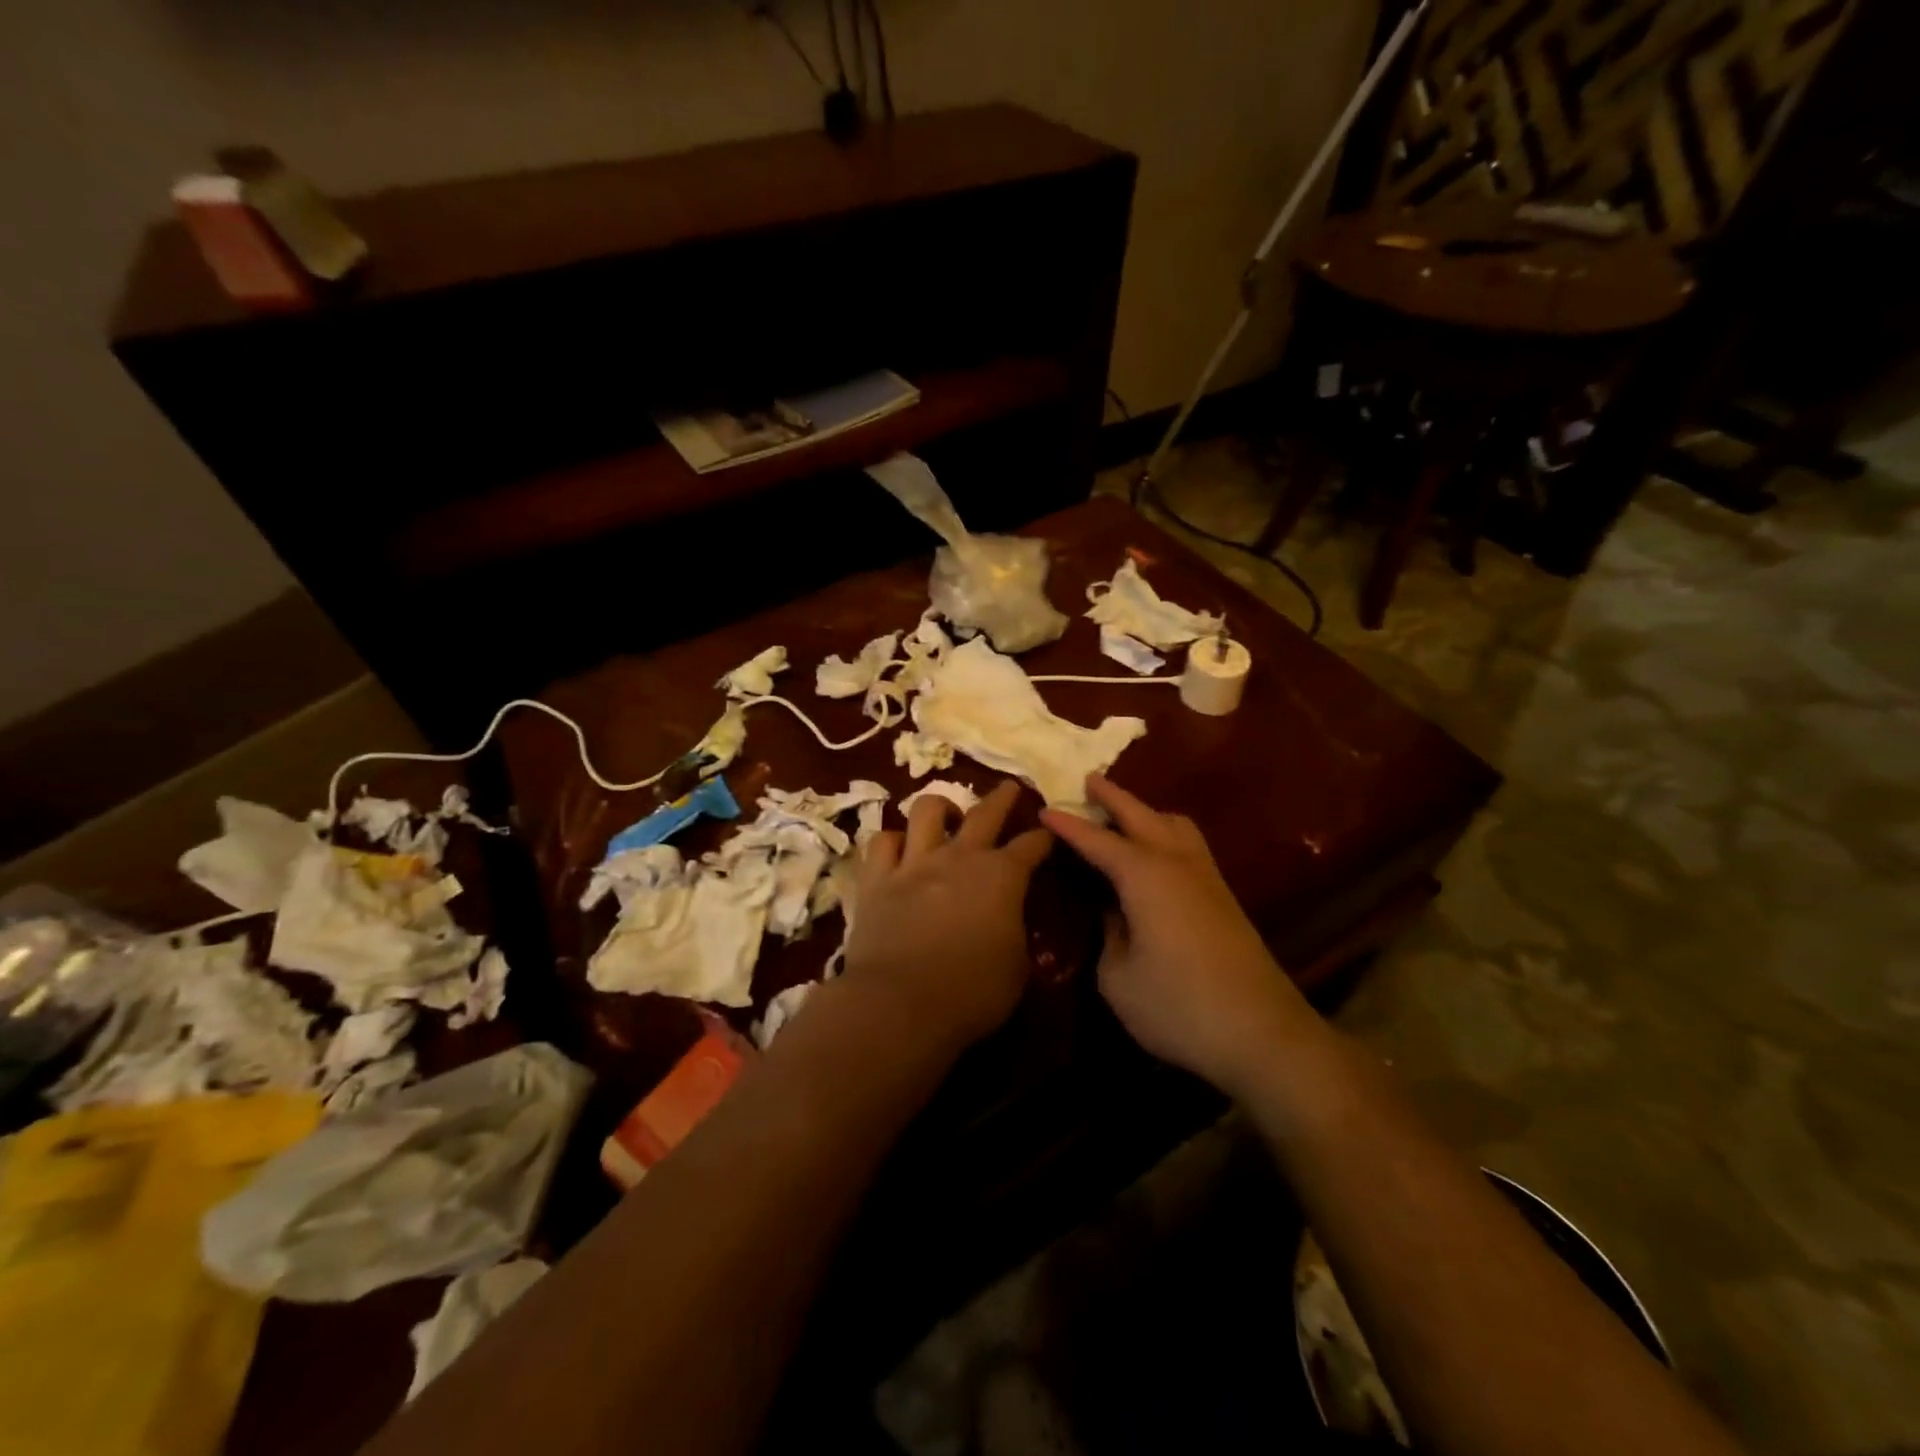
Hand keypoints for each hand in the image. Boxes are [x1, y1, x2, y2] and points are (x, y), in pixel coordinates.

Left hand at [846, 781, 1053, 1051]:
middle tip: (1010, 787)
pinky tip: (898, 848)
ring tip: (946, 813)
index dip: (1044, 838)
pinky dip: (892, 841)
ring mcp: (915, 863)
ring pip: (927, 811)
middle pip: (985, 813)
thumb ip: (1016, 934)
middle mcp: (959, 858)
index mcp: (1002, 877)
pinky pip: (881, 842)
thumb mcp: (1017, 969)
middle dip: (1002, 798)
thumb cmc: (972, 992)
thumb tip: (1010, 923)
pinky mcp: (877, 879)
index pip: (1031, 846)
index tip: (1050, 833)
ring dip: (941, 807)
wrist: (901, 1003)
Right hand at [1041, 775, 1313, 1092]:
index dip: (1068, 825)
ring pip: (1175, 824)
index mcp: (1145, 875)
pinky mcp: (1224, 897)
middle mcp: (1177, 863)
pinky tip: (1156, 854)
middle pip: (1142, 815)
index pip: (1097, 840)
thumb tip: (1113, 913)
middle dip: (1113, 796)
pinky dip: (1166, 832)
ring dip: (1146, 812)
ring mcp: (1207, 877)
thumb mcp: (1118, 979)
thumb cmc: (1178, 1006)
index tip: (1043, 809)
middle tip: (1089, 781)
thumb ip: (1108, 936)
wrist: (1263, 1034)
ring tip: (1124, 815)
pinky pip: (1189, 845)